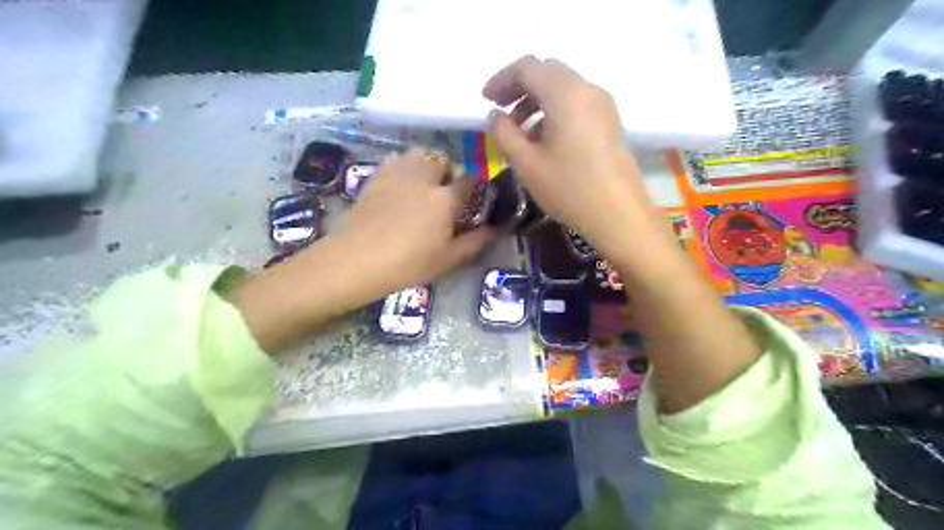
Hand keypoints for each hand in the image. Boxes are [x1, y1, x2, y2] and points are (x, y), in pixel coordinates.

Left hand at [340, 152, 496, 294]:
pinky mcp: (377, 175)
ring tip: (420, 183)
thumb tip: (497, 229)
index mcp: (446, 198)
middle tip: (441, 193)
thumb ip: (475, 241)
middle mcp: (425, 178)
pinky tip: (398, 183)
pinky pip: (395, 159)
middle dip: (446, 172)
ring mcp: (398, 173)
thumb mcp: (448, 258)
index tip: (467, 198)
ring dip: (425, 164)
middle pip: (442, 161)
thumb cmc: (410, 263)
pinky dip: (402, 165)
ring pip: (419, 154)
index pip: (467, 180)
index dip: (470, 187)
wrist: (360, 259)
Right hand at [481, 56, 656, 256]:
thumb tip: (496, 117)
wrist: (619, 215)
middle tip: (500, 112)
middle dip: (519, 88)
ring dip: (536, 101)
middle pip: (547, 73)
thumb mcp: (526, 164)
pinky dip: (554, 111)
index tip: (486, 100)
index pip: (528, 67)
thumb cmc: (569, 189)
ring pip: (563, 88)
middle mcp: (587, 89)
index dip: (502, 79)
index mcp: (565, 93)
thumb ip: (504, 134)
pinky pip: (576, 103)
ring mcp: (603, 105)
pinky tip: (544, 141)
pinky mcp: (610, 122)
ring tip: (519, 132)